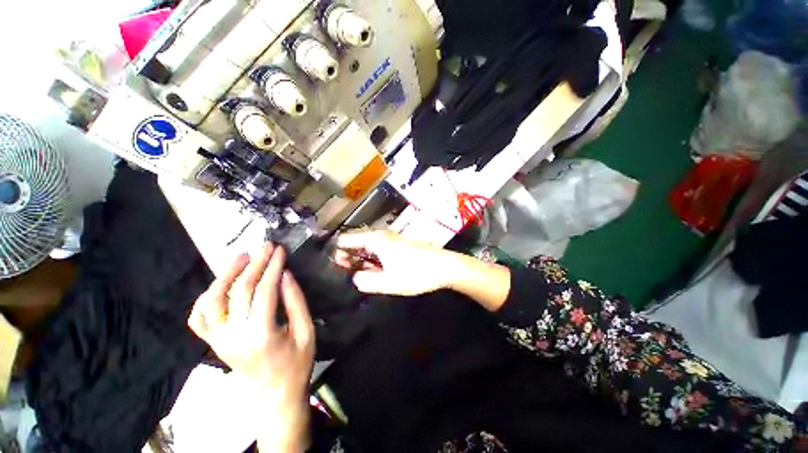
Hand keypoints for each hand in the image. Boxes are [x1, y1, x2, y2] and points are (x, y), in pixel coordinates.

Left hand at [188, 244, 313, 451]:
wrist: (273, 397)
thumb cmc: (296, 364)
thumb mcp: (306, 331)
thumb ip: (296, 302)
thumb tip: (285, 275)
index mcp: (261, 334)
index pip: (264, 291)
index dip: (272, 267)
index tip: (280, 250)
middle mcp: (233, 336)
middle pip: (239, 290)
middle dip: (254, 264)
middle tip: (265, 246)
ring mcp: (218, 340)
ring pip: (212, 301)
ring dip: (225, 275)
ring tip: (241, 257)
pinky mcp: (213, 343)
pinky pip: (199, 318)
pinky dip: (206, 298)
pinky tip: (219, 285)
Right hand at [333, 230, 459, 295]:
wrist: (444, 266)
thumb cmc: (416, 273)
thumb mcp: (389, 282)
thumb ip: (366, 281)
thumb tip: (355, 277)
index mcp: (375, 239)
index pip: (346, 240)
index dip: (337, 252)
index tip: (333, 267)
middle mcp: (381, 235)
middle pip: (356, 243)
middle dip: (349, 258)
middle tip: (347, 275)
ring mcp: (390, 239)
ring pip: (367, 247)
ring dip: (362, 260)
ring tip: (361, 276)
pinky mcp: (398, 245)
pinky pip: (378, 250)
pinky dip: (373, 259)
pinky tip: (376, 272)